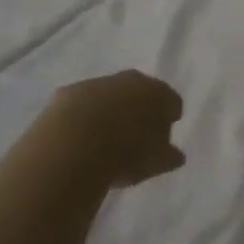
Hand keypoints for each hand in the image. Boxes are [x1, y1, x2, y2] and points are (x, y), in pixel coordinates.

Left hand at [44, 70, 186, 187]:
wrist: (73, 146)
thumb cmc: (126, 154)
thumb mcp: (156, 163)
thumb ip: (169, 156)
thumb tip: (175, 154)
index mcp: (159, 94)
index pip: (171, 102)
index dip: (168, 118)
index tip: (163, 135)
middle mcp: (131, 81)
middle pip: (141, 92)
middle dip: (139, 109)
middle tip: (134, 134)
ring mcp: (99, 83)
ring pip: (109, 95)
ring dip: (109, 111)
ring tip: (102, 139)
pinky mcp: (68, 93)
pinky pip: (80, 104)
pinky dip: (81, 116)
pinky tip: (76, 138)